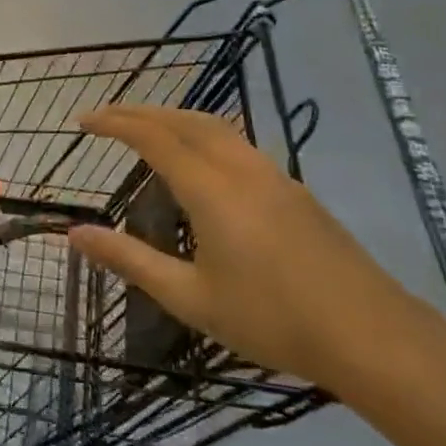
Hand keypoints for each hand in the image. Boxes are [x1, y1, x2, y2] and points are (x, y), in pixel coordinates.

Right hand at [69, 106, 445, 395]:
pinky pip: (237, 143)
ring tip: (148, 130)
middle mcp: (241, 168)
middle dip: (142, 111)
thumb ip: (130, 260)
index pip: (152, 137)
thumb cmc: (271, 319)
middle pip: (185, 120)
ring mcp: (273, 175)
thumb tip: (75, 234)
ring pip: (216, 127)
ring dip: (175, 118)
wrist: (370, 334)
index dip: (115, 122)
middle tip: (108, 117)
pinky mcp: (294, 190)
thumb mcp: (190, 297)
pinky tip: (202, 163)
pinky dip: (204, 135)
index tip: (83, 120)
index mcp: (210, 188)